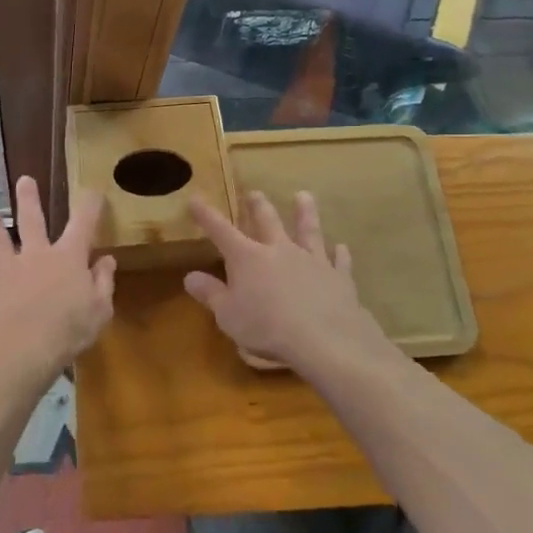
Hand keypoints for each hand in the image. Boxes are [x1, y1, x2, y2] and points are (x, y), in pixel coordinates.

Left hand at [0, 177, 115, 381]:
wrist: (23, 349)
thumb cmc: (69, 330)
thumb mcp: (100, 310)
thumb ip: (103, 282)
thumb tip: (106, 260)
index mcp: (68, 259)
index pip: (83, 225)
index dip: (90, 206)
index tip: (93, 190)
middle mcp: (36, 257)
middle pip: (33, 221)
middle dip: (29, 198)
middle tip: (24, 179)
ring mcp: (7, 272)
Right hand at [184, 190, 386, 377]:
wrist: (324, 340)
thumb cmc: (267, 328)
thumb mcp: (228, 315)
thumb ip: (210, 294)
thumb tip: (190, 276)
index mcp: (248, 258)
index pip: (221, 231)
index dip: (206, 215)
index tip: (196, 199)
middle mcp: (280, 250)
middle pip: (267, 221)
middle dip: (258, 206)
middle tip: (254, 193)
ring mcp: (312, 261)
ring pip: (308, 231)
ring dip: (305, 213)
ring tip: (304, 196)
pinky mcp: (338, 277)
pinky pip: (339, 261)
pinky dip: (340, 253)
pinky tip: (342, 247)